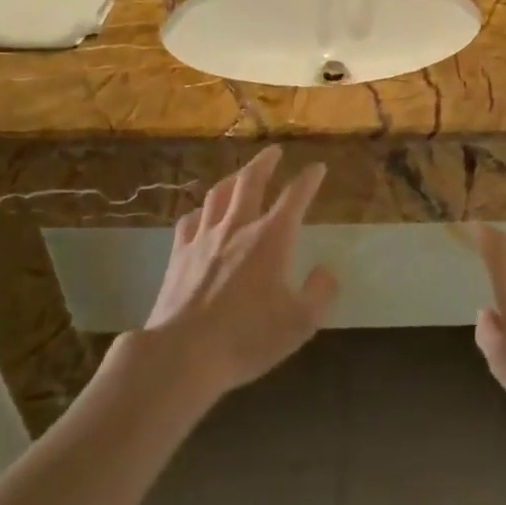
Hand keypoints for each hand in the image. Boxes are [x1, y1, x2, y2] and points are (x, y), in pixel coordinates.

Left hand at [145, 147, 336, 398]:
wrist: (184, 353)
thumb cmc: (248, 337)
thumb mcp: (301, 322)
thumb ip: (320, 293)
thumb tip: (326, 272)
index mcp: (272, 237)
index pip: (296, 196)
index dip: (309, 179)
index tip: (318, 168)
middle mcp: (238, 226)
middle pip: (251, 181)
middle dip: (265, 162)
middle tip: (274, 151)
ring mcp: (204, 238)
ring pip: (218, 194)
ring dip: (232, 179)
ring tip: (239, 175)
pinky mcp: (179, 255)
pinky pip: (189, 221)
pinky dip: (200, 211)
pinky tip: (201, 215)